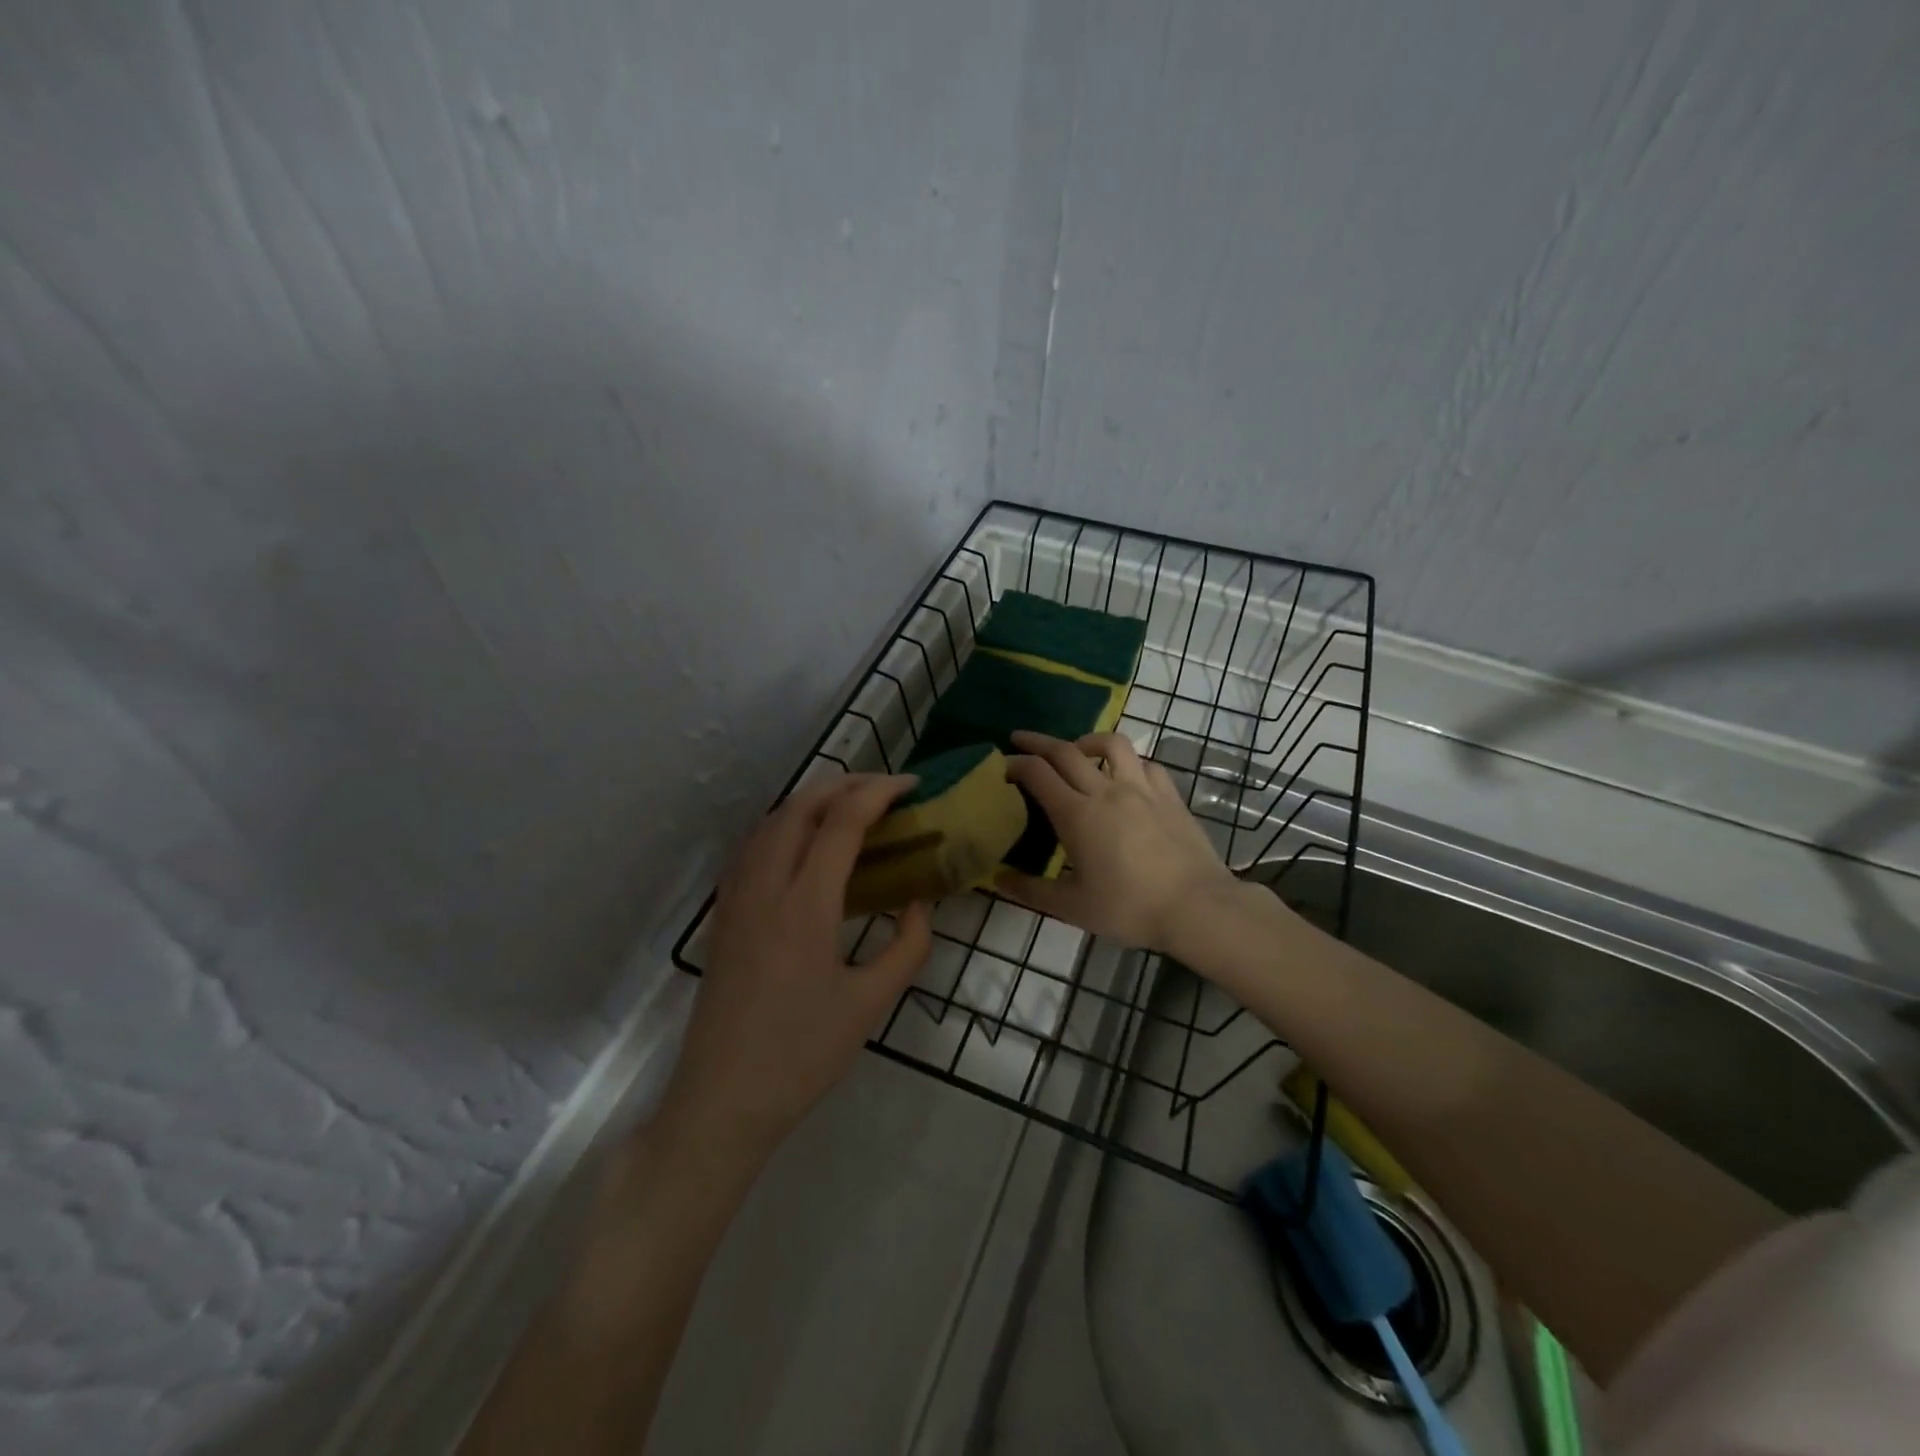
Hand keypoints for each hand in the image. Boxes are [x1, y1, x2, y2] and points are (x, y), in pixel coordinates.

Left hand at [656, 774, 933, 1168]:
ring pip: (772, 821)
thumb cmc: (803, 1054)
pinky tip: (804, 843)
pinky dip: (785, 824)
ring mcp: (737, 897)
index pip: (842, 821)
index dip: (879, 792)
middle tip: (885, 789)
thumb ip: (907, 945)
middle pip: (802, 806)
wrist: (723, 1098)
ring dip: (813, 800)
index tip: (911, 786)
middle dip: (846, 784)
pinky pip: (754, 846)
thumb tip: (919, 902)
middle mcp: (766, 886)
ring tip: (850, 806)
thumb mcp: (872, 1003)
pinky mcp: (724, 913)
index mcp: (806, 904)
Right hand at [1000, 731, 1240, 952]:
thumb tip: (997, 880)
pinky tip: (1125, 775)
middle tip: (1020, 739)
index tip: (1002, 766)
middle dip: (1037, 741)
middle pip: (1066, 750)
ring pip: (1111, 744)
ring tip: (1078, 749)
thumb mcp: (1072, 907)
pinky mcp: (1169, 795)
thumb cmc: (1130, 908)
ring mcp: (1142, 788)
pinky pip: (1146, 763)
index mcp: (1077, 814)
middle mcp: (1106, 790)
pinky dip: (1128, 762)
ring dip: (1087, 739)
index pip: (1038, 773)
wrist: (1197, 907)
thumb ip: (1031, 891)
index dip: (1016, 764)